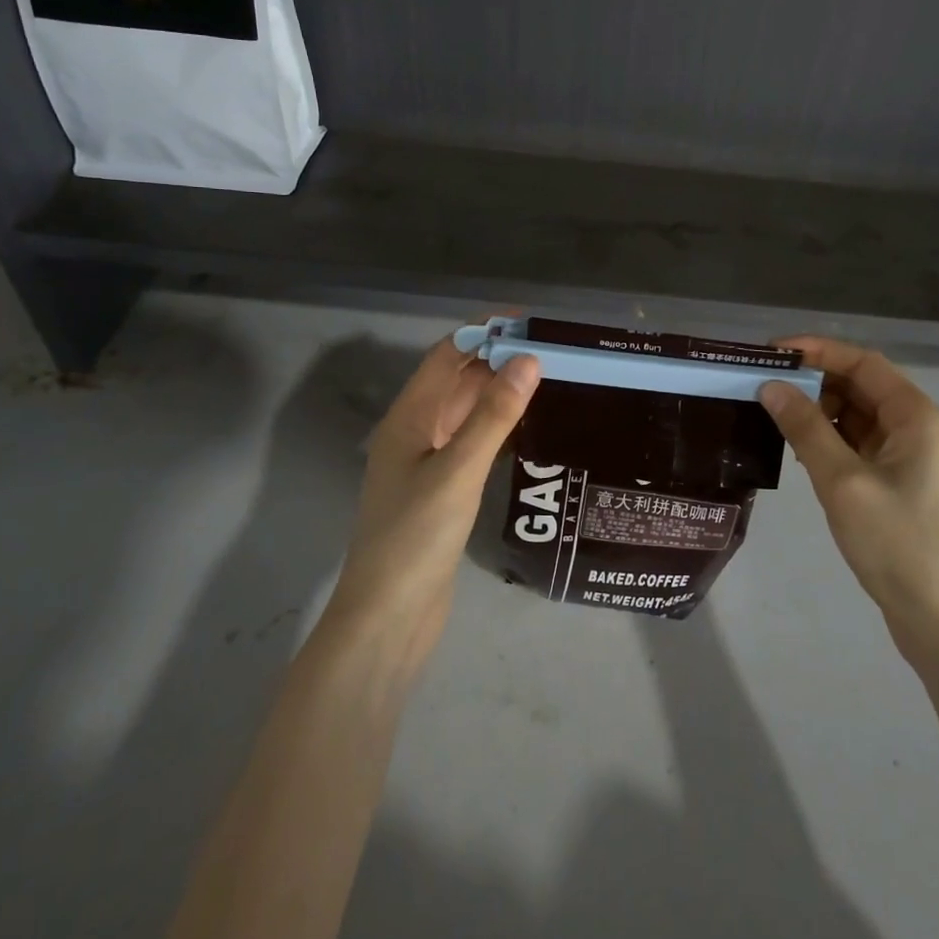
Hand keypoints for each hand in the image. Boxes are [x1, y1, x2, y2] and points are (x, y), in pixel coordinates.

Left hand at [321, 335, 540, 674]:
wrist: (388, 618)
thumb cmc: (416, 537)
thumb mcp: (458, 470)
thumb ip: (493, 415)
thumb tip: (528, 360)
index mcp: (408, 419)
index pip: (446, 357)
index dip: (482, 333)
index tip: (527, 321)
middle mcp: (414, 433)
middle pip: (455, 382)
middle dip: (495, 360)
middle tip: (550, 349)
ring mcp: (425, 464)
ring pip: (464, 413)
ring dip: (497, 393)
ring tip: (547, 379)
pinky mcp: (440, 492)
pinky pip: (469, 443)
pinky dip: (495, 427)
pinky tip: (526, 428)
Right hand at [759, 338, 938, 667]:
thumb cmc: (898, 544)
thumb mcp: (843, 482)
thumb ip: (806, 429)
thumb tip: (771, 386)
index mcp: (918, 417)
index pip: (863, 363)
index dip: (818, 350)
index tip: (773, 353)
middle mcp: (921, 428)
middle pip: (862, 387)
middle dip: (814, 383)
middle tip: (765, 389)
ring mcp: (914, 457)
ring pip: (860, 417)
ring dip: (821, 414)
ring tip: (776, 422)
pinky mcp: (904, 483)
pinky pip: (863, 445)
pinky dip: (833, 442)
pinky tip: (803, 455)